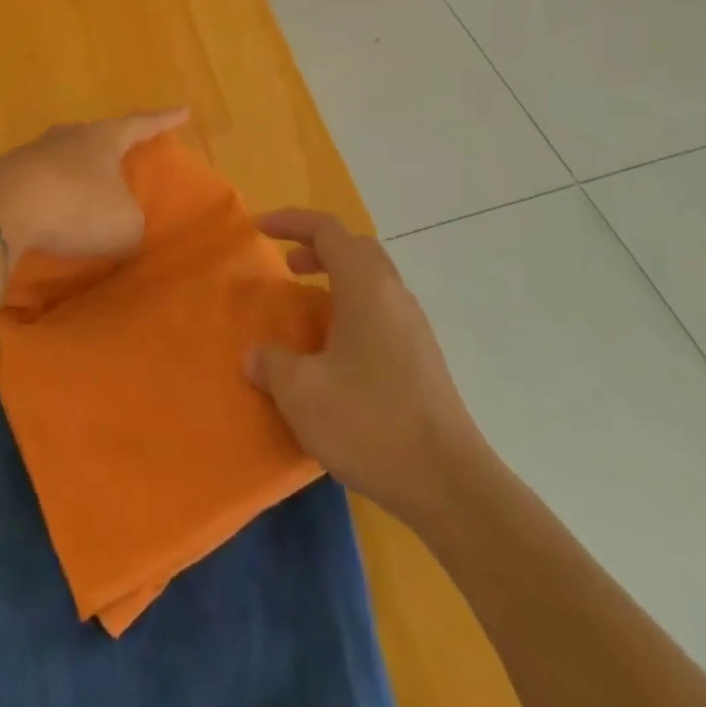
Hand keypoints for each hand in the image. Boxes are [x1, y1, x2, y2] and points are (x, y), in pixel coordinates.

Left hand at [0, 109, 188, 261]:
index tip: (183, 109)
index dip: (164, 120)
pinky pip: (37, 187)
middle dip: (111, 148)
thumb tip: (121, 225)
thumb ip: (130, 222)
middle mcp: (68, 137)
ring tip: (84, 197)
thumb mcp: (123, 224)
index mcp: (103, 138)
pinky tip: (49, 220)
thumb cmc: (76, 206)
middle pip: (96, 137)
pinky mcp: (4, 177)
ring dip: (75, 178)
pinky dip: (48, 202)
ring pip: (63, 160)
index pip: (142, 124)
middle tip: (123, 157)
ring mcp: (32, 154)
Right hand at [246, 210, 487, 526]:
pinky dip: (352, 308)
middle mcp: (394, 295)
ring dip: (336, 279)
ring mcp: (414, 327)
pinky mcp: (422, 358)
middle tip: (288, 266)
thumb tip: (256, 356)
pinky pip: (382, 310)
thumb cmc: (371, 424)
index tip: (260, 229)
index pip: (327, 230)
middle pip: (355, 248)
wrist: (449, 484)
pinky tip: (335, 351)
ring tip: (307, 308)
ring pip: (372, 280)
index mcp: (366, 287)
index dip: (291, 221)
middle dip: (317, 247)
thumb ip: (272, 364)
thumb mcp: (303, 394)